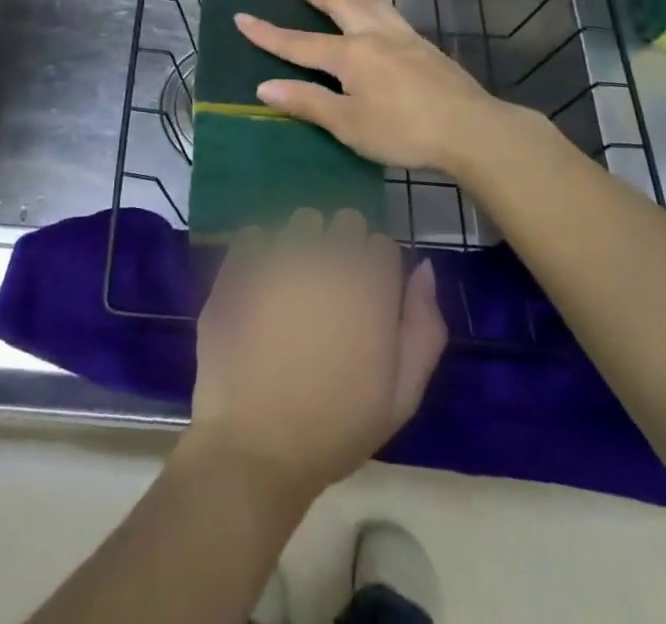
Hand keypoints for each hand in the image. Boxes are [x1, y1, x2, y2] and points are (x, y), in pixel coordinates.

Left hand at [186, 208, 444, 505]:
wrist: (257, 445)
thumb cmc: (337, 428)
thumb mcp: (402, 395)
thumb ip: (424, 326)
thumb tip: (423, 268)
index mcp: (371, 285)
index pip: (382, 245)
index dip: (377, 271)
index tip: (366, 299)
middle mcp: (328, 257)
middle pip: (345, 222)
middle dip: (344, 247)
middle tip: (332, 291)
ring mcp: (281, 255)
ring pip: (302, 221)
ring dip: (305, 242)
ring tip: (295, 285)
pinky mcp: (241, 263)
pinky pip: (255, 234)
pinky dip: (260, 251)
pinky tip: (259, 284)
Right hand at [235, 0, 536, 175]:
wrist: (471, 128)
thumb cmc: (404, 130)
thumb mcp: (349, 124)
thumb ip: (307, 102)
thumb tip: (264, 85)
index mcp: (350, 55)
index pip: (298, 42)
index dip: (268, 33)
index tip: (241, 17)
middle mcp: (373, 35)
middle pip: (339, 3)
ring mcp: (402, 36)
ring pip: (369, 0)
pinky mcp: (424, 44)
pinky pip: (389, 10)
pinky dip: (373, 1)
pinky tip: (379, 11)